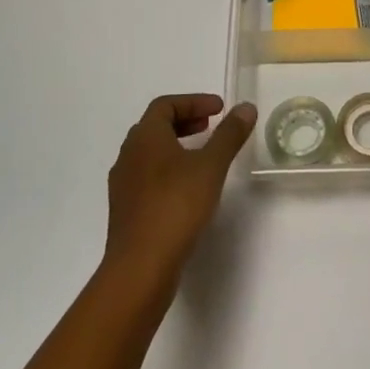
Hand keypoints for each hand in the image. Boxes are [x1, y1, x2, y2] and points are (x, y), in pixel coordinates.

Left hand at [103, 95, 256, 295]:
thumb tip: (245, 107)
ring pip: (150, 152)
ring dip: (176, 145)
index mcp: (145, 137)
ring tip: (202, 156)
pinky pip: (147, 176)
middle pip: (155, 126)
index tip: (219, 109)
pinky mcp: (125, 209)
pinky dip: (168, 169)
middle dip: (185, 121)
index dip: (194, 101)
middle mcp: (128, 154)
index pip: (165, 104)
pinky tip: (187, 188)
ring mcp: (123, 184)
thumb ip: (229, 134)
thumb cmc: (176, 206)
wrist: (140, 267)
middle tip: (211, 126)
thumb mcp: (211, 166)